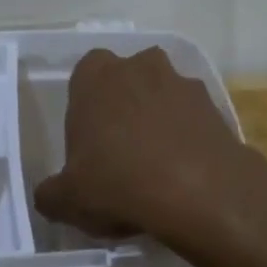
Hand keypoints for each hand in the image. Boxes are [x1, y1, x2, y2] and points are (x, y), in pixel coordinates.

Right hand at [32, 46, 262, 247]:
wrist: (201, 193)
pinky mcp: (216, 108)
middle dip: (123, 107)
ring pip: (162, 97)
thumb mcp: (67, 199)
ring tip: (155, 167)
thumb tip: (50, 196)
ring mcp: (183, 84)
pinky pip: (192, 119)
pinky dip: (187, 138)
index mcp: (96, 76)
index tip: (87, 141)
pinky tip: (184, 174)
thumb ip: (51, 193)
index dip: (85, 107)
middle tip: (119, 152)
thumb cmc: (119, 183)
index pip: (84, 75)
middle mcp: (140, 67)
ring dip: (158, 120)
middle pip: (126, 81)